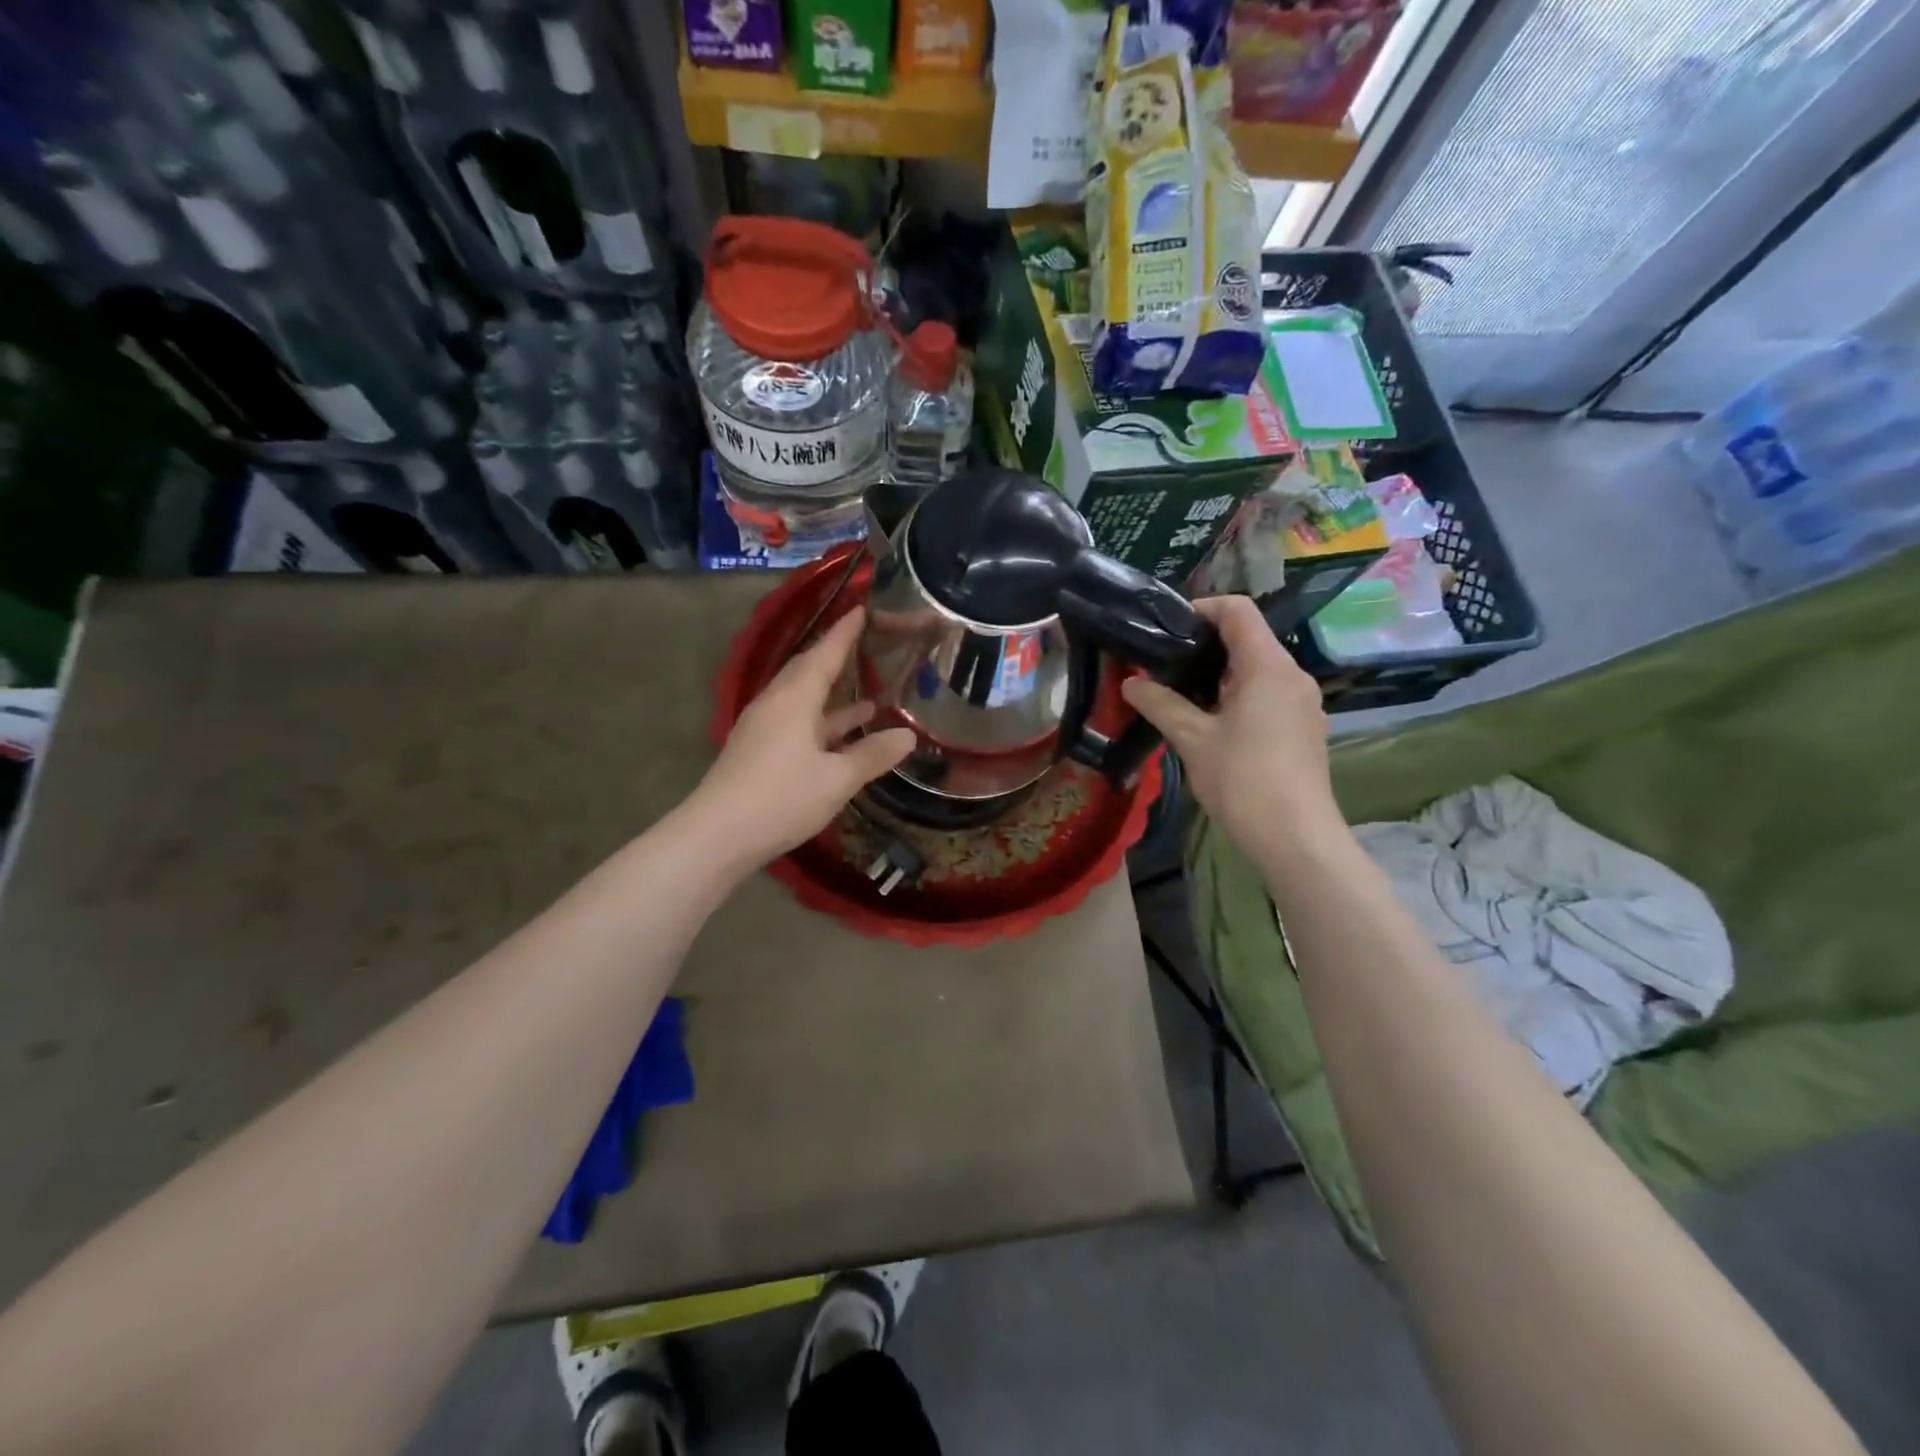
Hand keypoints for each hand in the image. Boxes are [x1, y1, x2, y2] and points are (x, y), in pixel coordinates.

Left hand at [692, 607, 915, 868]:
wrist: (717, 836)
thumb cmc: (781, 798)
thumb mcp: (837, 779)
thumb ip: (872, 755)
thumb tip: (907, 736)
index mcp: (795, 699)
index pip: (825, 653)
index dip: (845, 631)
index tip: (864, 607)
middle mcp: (777, 704)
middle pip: (809, 671)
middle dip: (838, 658)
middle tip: (868, 646)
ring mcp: (765, 728)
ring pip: (804, 701)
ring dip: (835, 698)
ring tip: (872, 699)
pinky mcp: (760, 751)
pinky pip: (797, 723)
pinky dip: (823, 724)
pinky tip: (844, 738)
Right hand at [1120, 595, 1338, 856]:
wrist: (1295, 837)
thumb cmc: (1243, 780)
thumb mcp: (1192, 739)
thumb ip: (1160, 704)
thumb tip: (1131, 682)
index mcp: (1268, 666)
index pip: (1239, 610)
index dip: (1203, 608)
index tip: (1168, 628)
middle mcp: (1293, 675)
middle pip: (1249, 639)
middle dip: (1206, 645)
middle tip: (1165, 663)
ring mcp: (1303, 703)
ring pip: (1259, 670)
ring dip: (1221, 674)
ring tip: (1182, 694)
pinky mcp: (1304, 728)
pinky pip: (1269, 695)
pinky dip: (1240, 696)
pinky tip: (1213, 724)